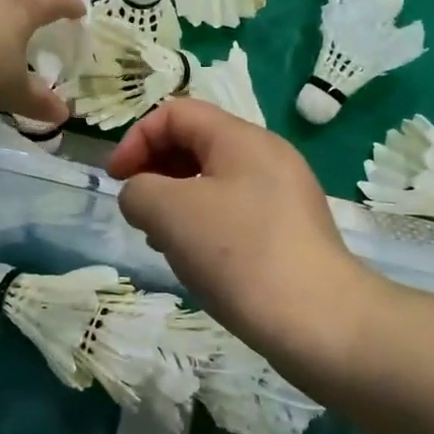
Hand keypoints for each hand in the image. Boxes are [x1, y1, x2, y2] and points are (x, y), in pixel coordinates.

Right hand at [109, 98, 376, 378]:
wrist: (318, 320)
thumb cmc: (238, 253)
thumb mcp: (169, 213)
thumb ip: (138, 191)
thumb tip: (142, 197)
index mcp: (241, 138)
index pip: (176, 113)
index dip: (136, 139)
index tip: (116, 181)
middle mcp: (268, 156)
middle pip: (197, 143)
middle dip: (156, 171)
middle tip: (139, 212)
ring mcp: (284, 194)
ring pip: (214, 181)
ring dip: (177, 202)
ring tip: (164, 241)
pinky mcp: (291, 231)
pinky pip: (235, 212)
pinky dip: (206, 225)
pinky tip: (198, 261)